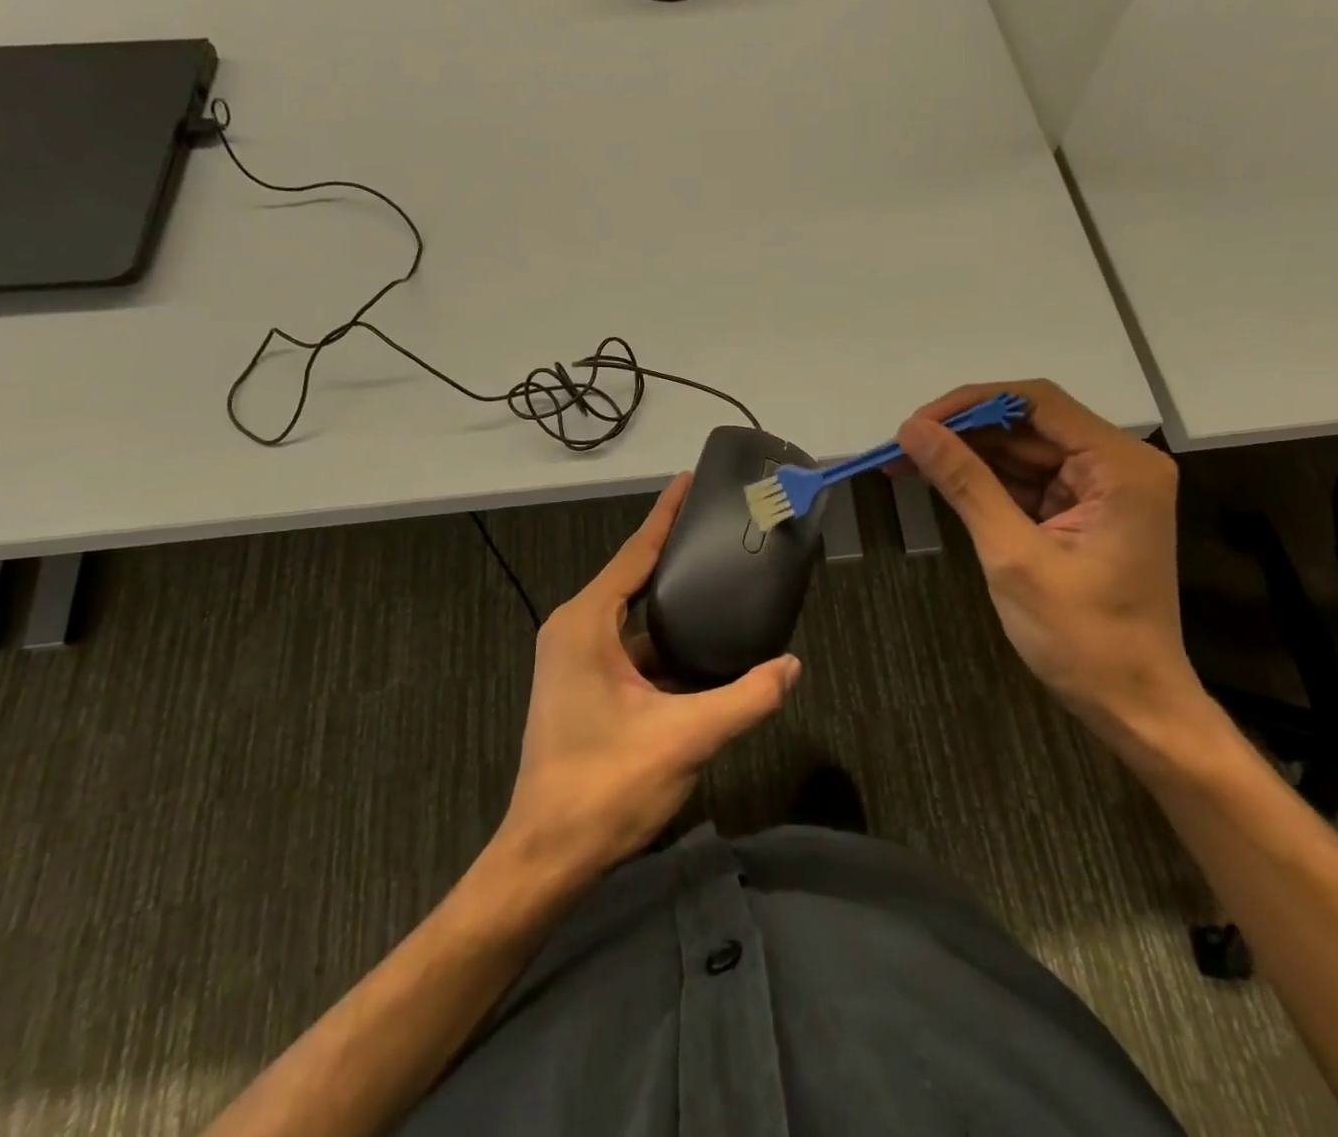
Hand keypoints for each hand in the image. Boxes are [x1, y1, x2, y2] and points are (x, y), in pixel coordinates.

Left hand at [498, 475, 801, 880]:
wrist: (546, 856)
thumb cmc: (605, 787)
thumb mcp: (684, 739)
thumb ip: (745, 699)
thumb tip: (791, 666)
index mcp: (586, 622)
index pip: (635, 552)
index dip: (666, 514)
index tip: (690, 480)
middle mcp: (575, 628)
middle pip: (633, 575)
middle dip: (674, 550)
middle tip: (721, 527)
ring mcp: (574, 658)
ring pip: (633, 615)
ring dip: (672, 599)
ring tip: (721, 578)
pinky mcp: (582, 685)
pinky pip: (629, 645)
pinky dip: (663, 639)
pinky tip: (702, 644)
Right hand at [894, 380, 1205, 748]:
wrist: (1133, 706)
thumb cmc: (1082, 636)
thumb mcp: (1013, 554)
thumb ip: (965, 483)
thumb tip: (912, 430)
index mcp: (1119, 465)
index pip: (1037, 402)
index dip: (970, 404)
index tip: (916, 424)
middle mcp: (1116, 465)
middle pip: (1027, 424)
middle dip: (962, 433)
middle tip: (900, 447)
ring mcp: (1100, 489)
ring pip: (1021, 452)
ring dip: (966, 457)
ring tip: (904, 463)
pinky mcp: (1082, 512)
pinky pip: (1026, 481)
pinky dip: (983, 483)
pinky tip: (938, 482)